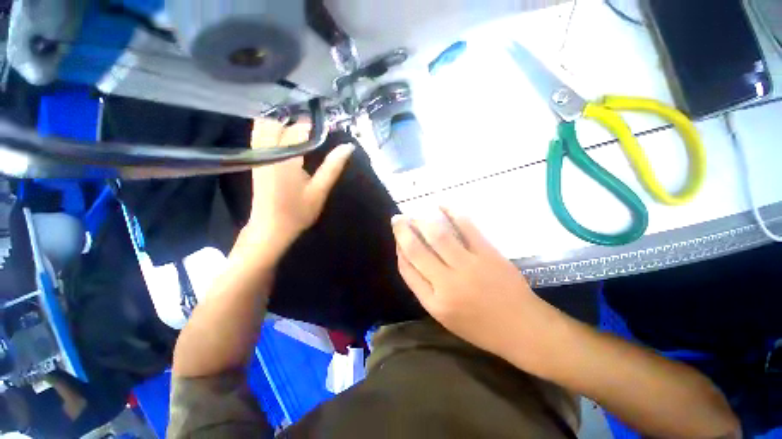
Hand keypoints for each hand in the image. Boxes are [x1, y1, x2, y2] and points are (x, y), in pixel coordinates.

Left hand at [244, 119, 353, 250]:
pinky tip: (287, 141)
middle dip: (294, 121)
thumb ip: (332, 167)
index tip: (326, 127)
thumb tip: (348, 147)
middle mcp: (268, 151)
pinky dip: (272, 132)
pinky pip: (260, 136)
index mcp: (285, 158)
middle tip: (313, 129)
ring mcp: (258, 155)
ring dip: (282, 124)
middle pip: (276, 122)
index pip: (298, 129)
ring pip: (263, 126)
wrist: (270, 229)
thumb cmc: (297, 212)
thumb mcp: (319, 190)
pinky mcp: (255, 161)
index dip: (313, 125)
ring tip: (301, 133)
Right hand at [391, 208, 541, 355]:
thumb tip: (409, 259)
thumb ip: (424, 288)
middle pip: (417, 250)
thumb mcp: (445, 316)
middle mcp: (447, 283)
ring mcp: (469, 266)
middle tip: (397, 218)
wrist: (523, 328)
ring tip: (415, 213)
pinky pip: (466, 227)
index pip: (407, 270)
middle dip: (403, 231)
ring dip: (422, 220)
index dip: (399, 250)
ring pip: (438, 235)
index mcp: (434, 303)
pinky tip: (441, 206)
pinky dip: (452, 213)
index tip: (398, 239)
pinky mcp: (487, 254)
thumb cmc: (480, 327)